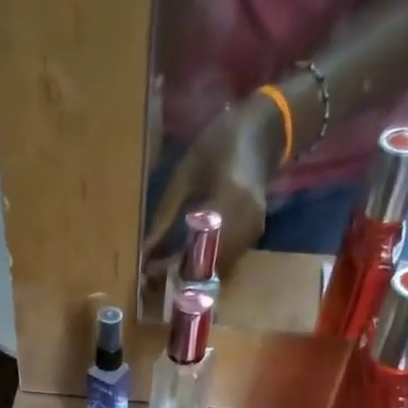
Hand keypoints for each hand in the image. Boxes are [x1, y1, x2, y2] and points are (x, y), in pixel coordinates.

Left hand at [142, 93, 284, 282]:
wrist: (262, 132)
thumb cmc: (220, 144)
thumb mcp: (185, 174)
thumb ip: (166, 215)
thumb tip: (145, 251)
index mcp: (230, 200)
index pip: (198, 248)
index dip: (172, 265)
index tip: (148, 271)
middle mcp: (247, 223)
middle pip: (211, 267)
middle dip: (181, 275)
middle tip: (155, 274)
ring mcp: (254, 232)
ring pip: (220, 270)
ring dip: (194, 273)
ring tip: (168, 267)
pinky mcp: (255, 236)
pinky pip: (228, 262)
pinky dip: (207, 265)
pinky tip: (189, 258)